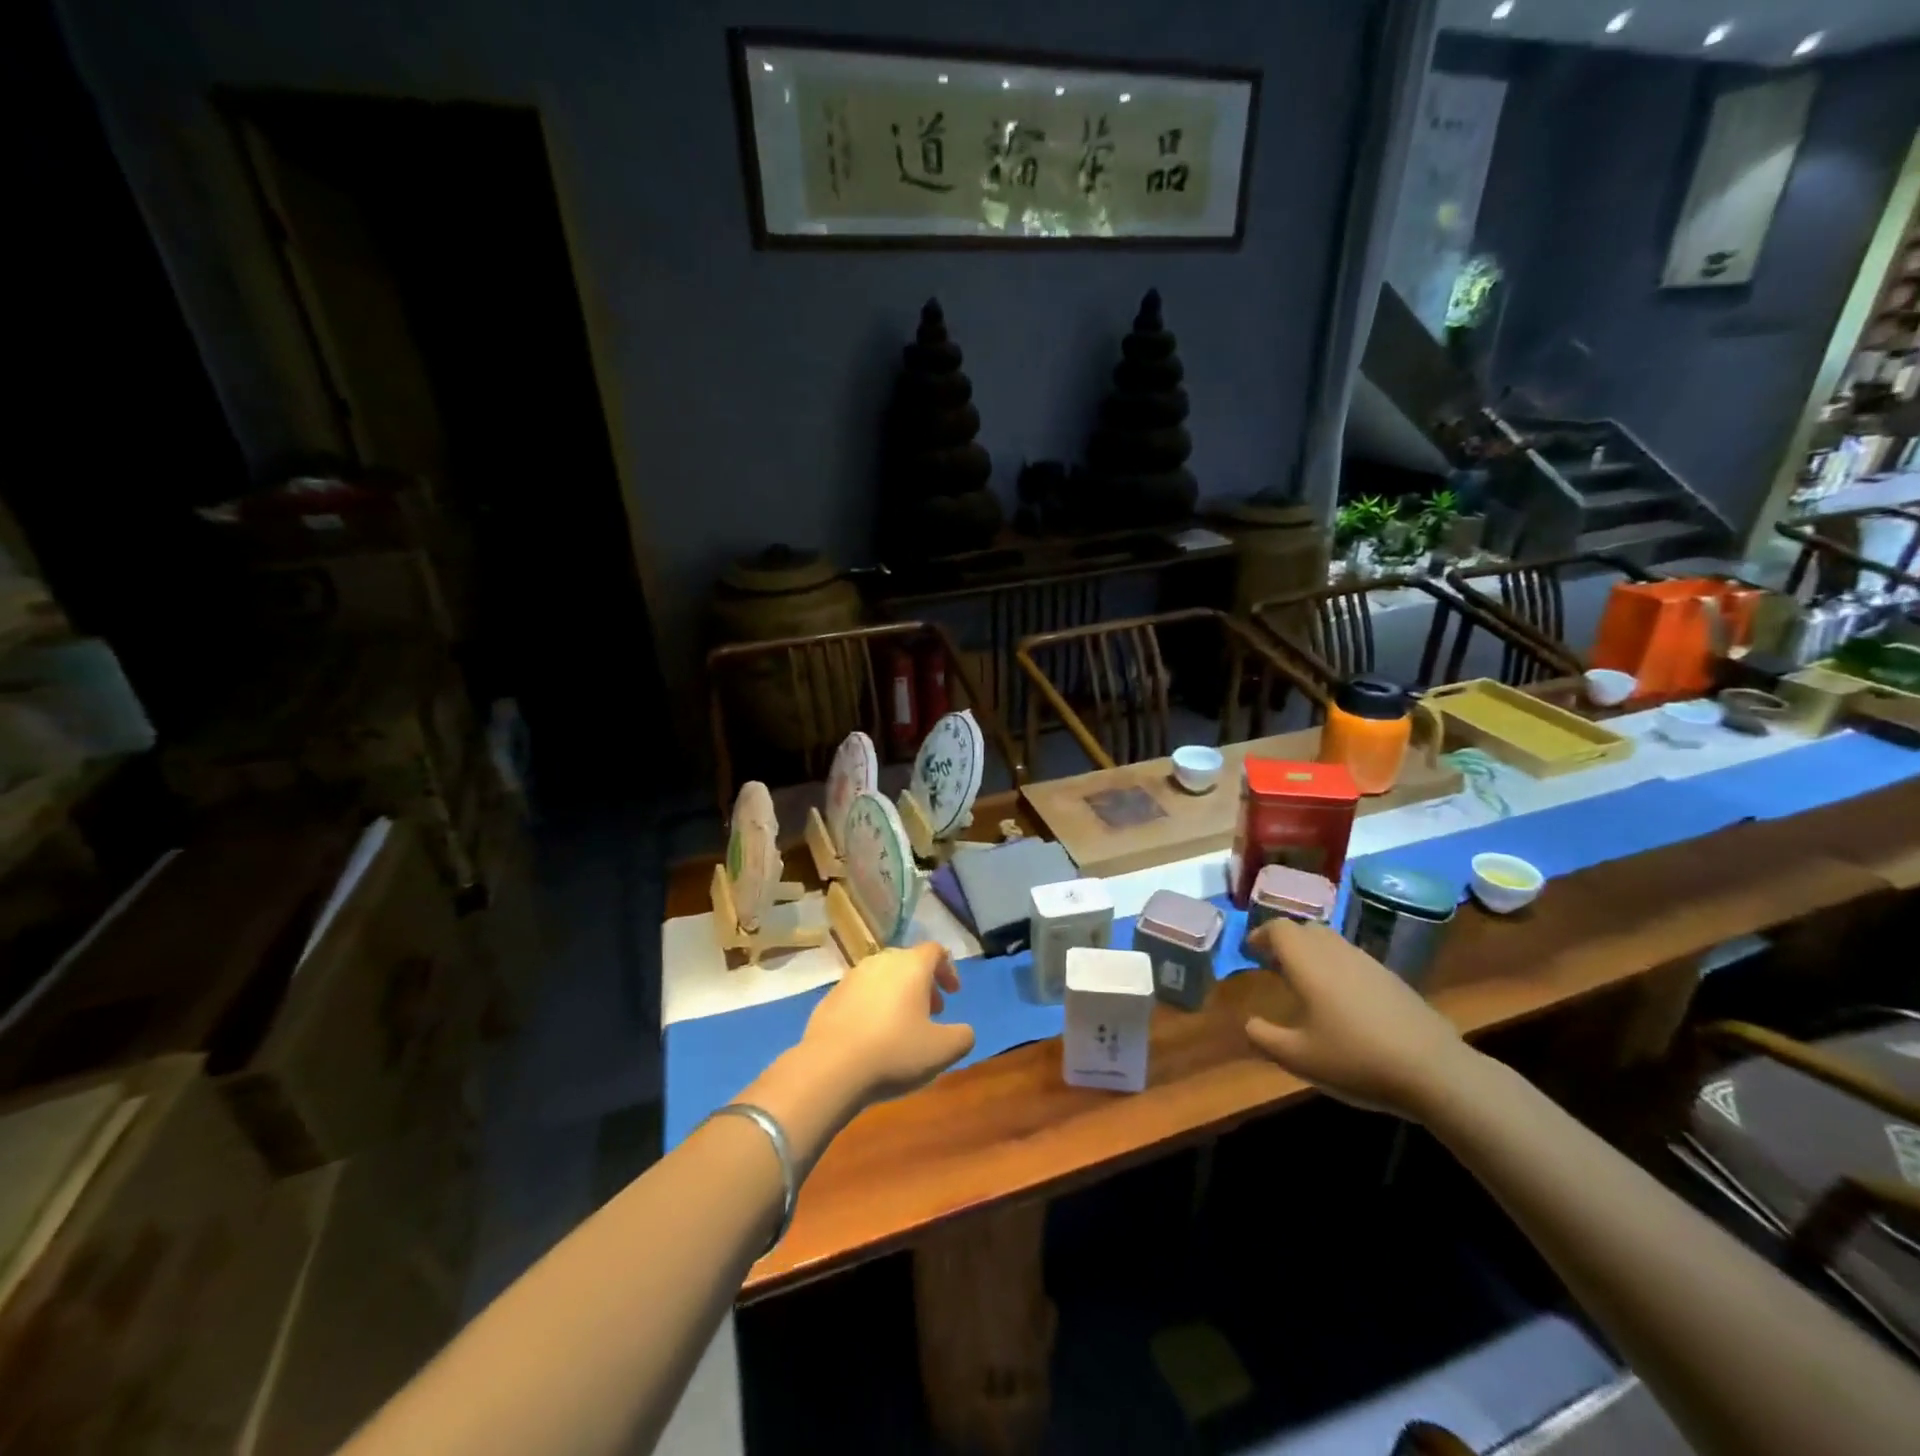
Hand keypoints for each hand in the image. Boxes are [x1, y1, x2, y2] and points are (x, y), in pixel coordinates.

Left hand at [802, 942, 975, 1104]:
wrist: (831, 1067)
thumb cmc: (894, 1052)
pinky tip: (872, 1035)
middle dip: (923, 983)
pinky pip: (860, 994)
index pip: (935, 951)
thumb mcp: (942, 1051)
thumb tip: (963, 1031)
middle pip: (908, 962)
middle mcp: (880, 962)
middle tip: (931, 1011)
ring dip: (897, 994)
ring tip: (902, 1025)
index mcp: (911, 965)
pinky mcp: (830, 996)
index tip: (954, 993)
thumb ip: (962, 1036)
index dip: (948, 969)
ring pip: (882, 976)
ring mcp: (851, 977)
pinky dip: (872, 1006)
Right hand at [1242, 919, 1475, 1119]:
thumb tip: (1249, 1023)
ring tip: (1305, 984)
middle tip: (1273, 966)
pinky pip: (1354, 960)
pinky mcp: (1393, 980)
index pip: (1279, 928)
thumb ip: (1264, 1038)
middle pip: (1306, 929)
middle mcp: (1337, 953)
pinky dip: (1337, 967)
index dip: (1261, 935)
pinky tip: (1342, 1003)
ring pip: (1332, 942)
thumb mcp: (1298, 1058)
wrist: (1435, 1072)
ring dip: (1312, 953)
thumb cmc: (1356, 1060)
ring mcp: (1369, 964)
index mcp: (1309, 963)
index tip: (1250, 952)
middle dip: (1285, 941)